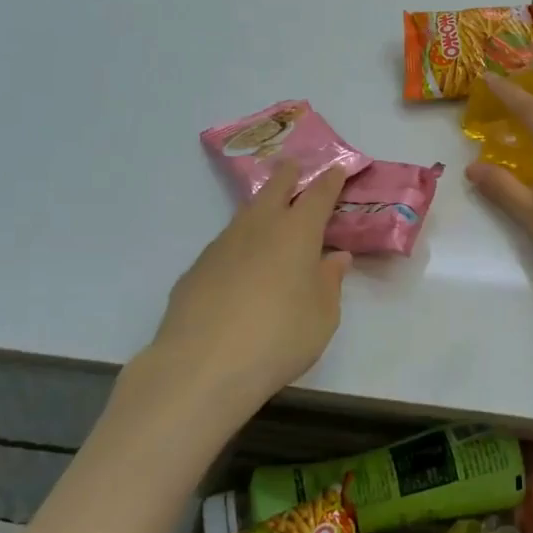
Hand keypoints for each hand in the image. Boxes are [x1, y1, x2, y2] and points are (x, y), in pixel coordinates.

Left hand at [123, 164, 352, 424]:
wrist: (202, 365)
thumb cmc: (279, 337)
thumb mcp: (323, 317)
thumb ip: (330, 282)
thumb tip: (335, 258)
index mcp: (296, 232)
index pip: (318, 196)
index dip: (329, 181)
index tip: (336, 170)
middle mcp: (259, 228)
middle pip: (274, 189)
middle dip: (288, 176)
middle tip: (294, 167)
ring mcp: (222, 245)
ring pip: (246, 214)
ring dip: (260, 207)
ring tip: (268, 212)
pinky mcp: (197, 268)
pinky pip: (225, 245)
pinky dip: (239, 244)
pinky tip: (239, 266)